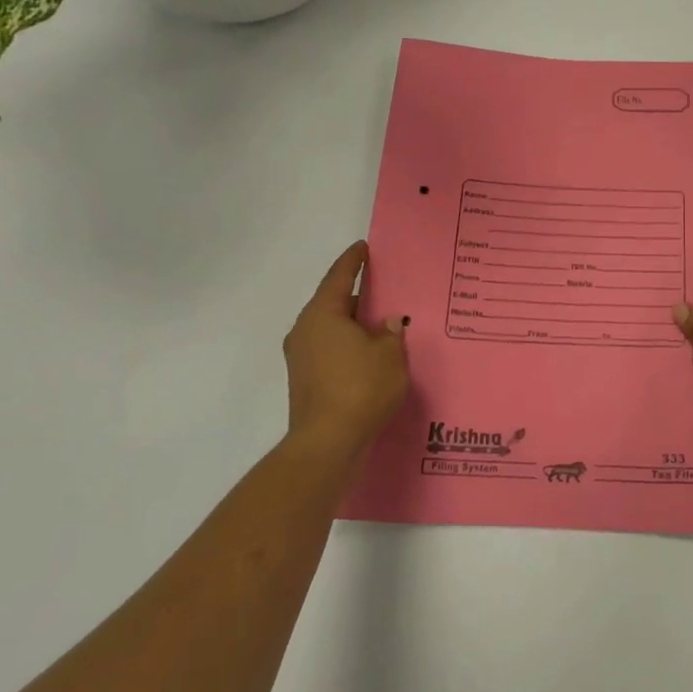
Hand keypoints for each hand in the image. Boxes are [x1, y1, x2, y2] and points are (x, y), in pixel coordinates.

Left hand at [283, 241, 408, 460]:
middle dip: (358, 295)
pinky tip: (371, 352)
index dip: (353, 261)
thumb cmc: (360, 387)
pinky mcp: (306, 381)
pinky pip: (331, 349)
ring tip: (383, 321)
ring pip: (332, 328)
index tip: (364, 248)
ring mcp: (301, 358)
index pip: (339, 277)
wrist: (327, 443)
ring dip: (354, 323)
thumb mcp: (389, 353)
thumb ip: (391, 331)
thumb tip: (388, 321)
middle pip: (334, 303)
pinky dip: (350, 344)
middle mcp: (305, 330)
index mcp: (322, 314)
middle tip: (384, 286)